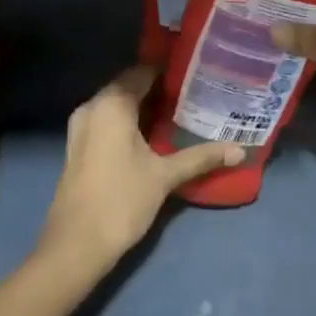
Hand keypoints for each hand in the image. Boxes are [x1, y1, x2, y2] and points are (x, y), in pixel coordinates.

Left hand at [35, 66, 241, 280]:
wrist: (75, 245)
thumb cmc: (121, 201)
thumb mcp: (164, 176)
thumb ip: (201, 157)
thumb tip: (240, 150)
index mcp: (112, 104)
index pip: (143, 72)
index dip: (169, 70)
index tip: (196, 74)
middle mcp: (93, 106)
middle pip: (129, 85)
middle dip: (158, 88)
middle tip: (193, 93)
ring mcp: (81, 125)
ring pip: (116, 103)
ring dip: (142, 105)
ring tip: (178, 111)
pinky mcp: (78, 144)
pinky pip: (107, 119)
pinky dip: (128, 120)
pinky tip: (151, 134)